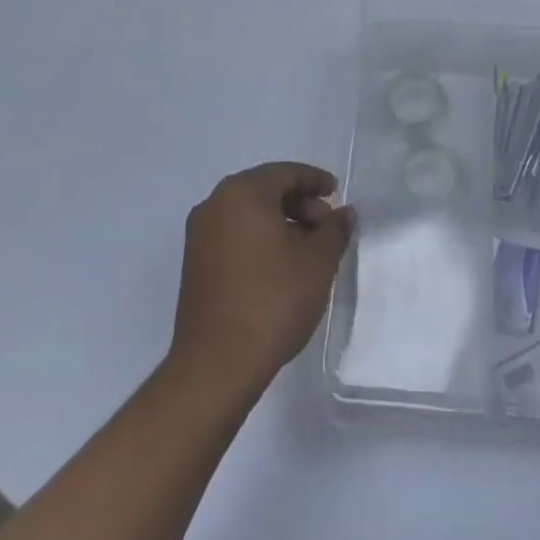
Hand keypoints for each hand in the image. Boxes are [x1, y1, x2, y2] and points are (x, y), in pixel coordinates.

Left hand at [169, 162, 353, 396]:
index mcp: (243, 192)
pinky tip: (281, 266)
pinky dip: (260, 240)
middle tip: (326, 228)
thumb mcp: (318, 261)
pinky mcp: (194, 265)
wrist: (216, 366)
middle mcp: (215, 204)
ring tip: (308, 250)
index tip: (336, 194)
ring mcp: (200, 235)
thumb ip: (335, 230)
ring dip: (281, 223)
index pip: (286, 173)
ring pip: (249, 214)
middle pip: (266, 190)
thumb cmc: (273, 300)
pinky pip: (234, 235)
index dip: (315, 181)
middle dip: (300, 204)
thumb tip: (344, 213)